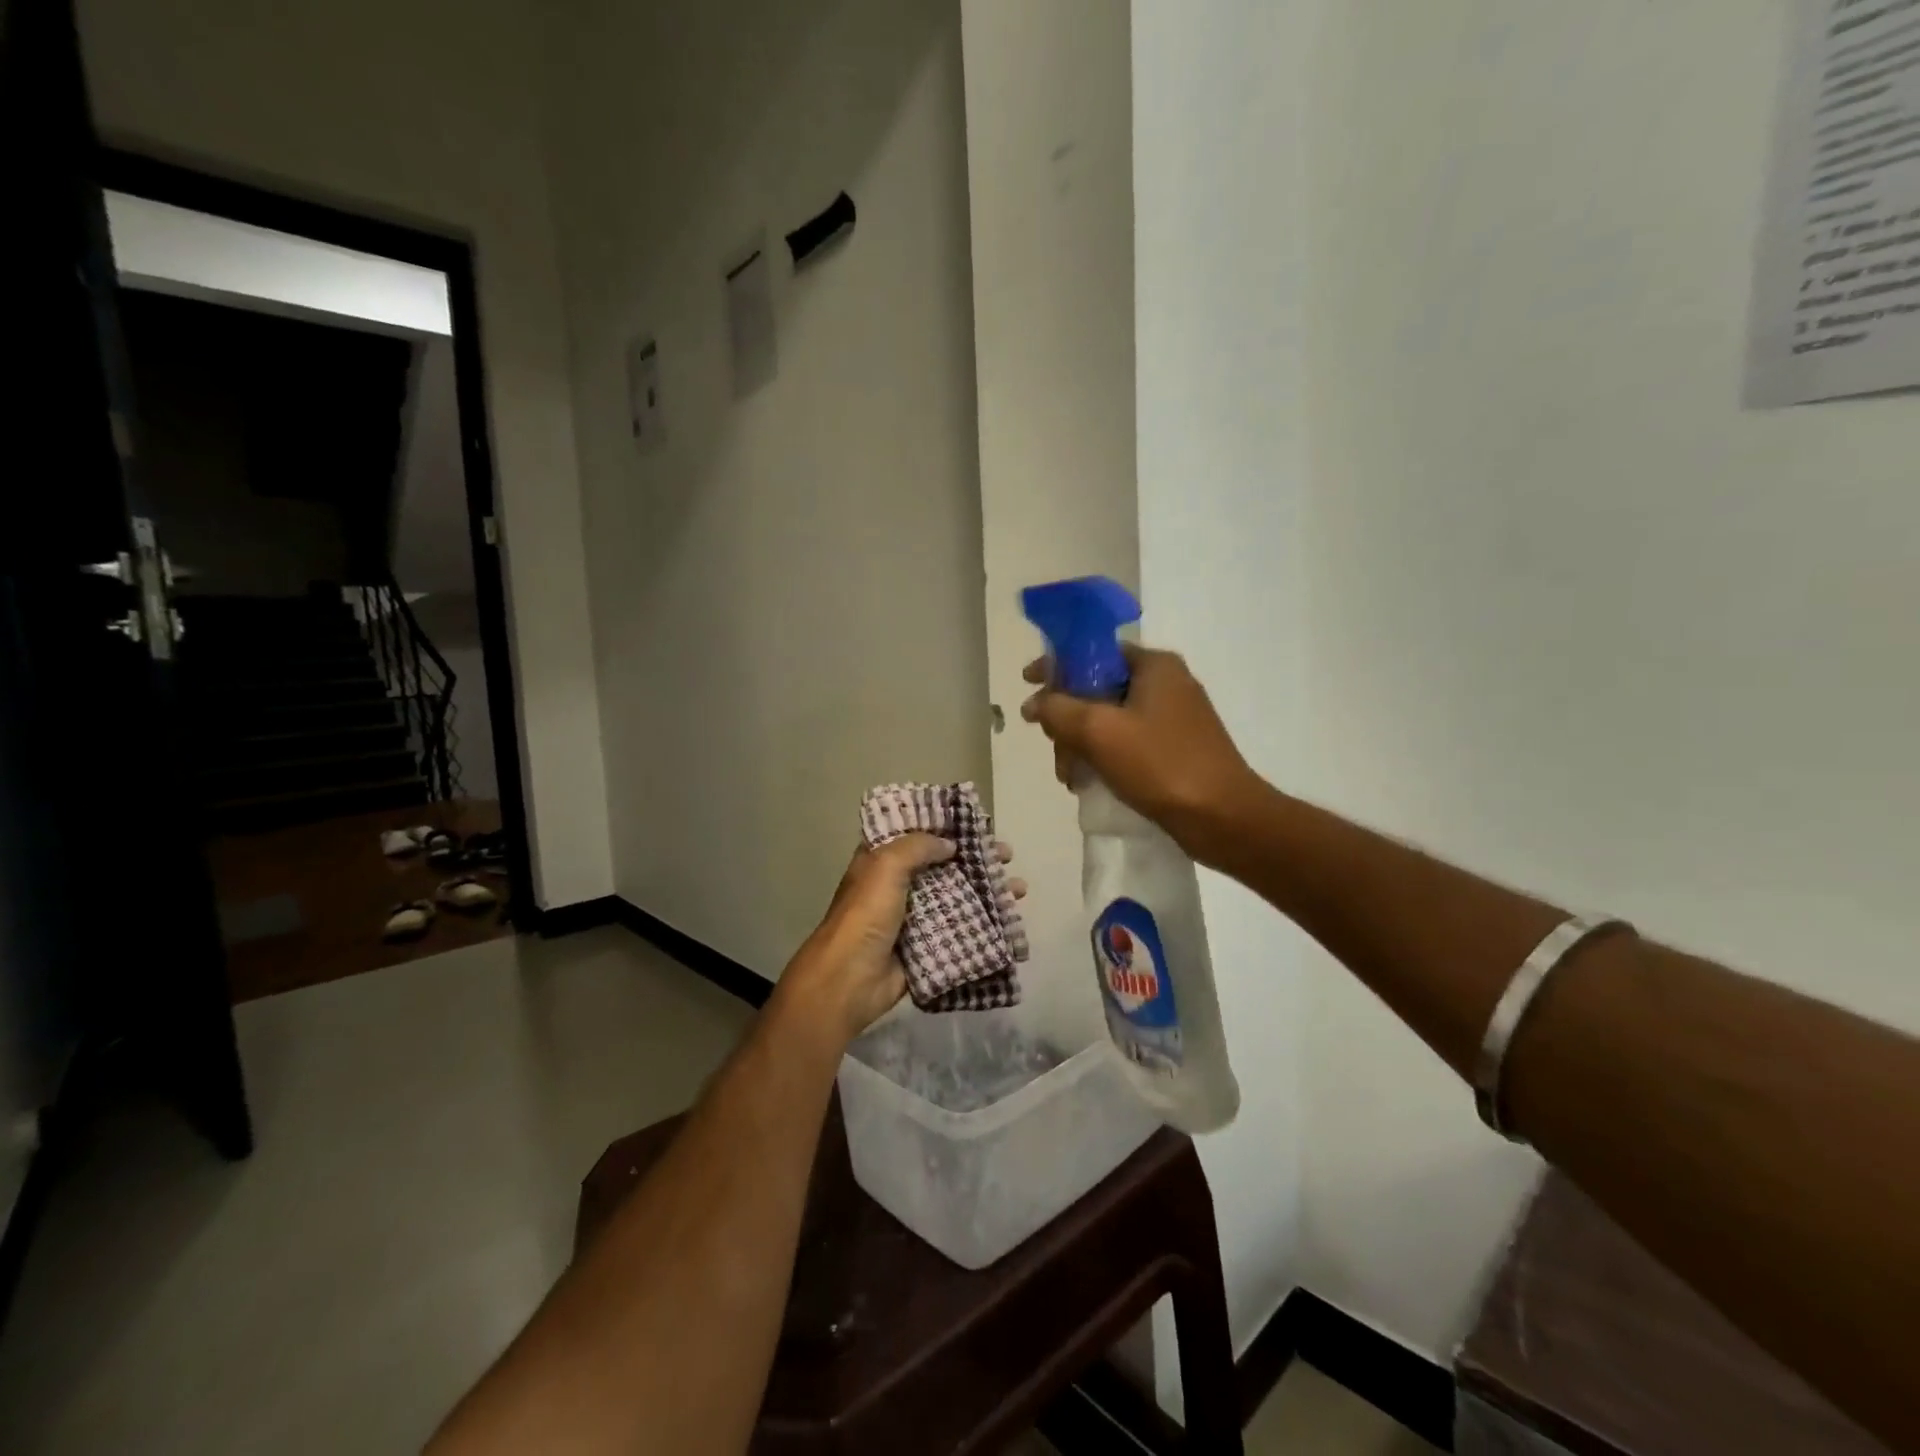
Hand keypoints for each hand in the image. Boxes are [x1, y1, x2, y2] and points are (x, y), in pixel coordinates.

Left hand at [781, 835, 1025, 1044]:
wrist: (850, 980)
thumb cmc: (865, 916)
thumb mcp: (885, 867)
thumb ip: (917, 847)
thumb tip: (949, 845)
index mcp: (881, 860)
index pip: (917, 834)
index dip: (946, 827)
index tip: (978, 823)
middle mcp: (898, 885)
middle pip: (945, 865)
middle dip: (977, 859)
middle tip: (1007, 856)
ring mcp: (915, 917)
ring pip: (957, 897)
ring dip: (987, 891)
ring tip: (1018, 889)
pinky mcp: (927, 946)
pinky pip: (960, 930)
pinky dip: (983, 924)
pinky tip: (1009, 920)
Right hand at [1021, 645, 1260, 849]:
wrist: (1223, 818)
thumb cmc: (1160, 765)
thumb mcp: (1099, 731)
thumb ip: (1058, 709)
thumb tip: (1034, 703)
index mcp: (1153, 665)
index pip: (1093, 651)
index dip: (1056, 666)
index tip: (1027, 685)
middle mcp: (1165, 683)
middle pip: (1097, 688)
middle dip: (1067, 719)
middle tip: (1055, 749)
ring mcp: (1173, 717)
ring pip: (1108, 719)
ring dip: (1081, 744)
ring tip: (1070, 778)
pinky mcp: (1175, 748)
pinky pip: (1126, 741)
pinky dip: (1104, 757)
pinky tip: (1090, 782)